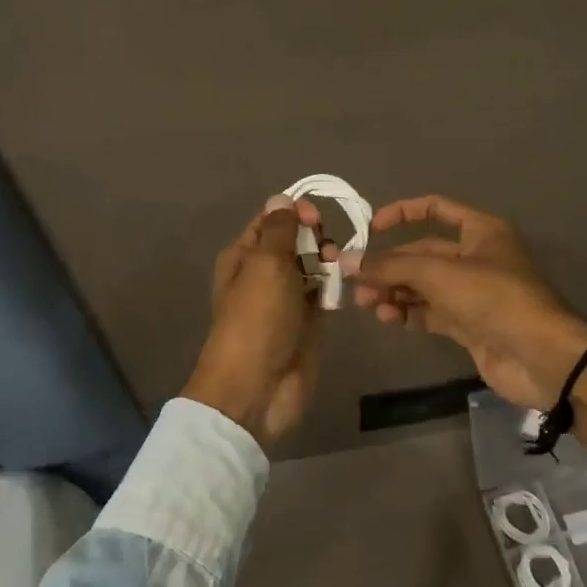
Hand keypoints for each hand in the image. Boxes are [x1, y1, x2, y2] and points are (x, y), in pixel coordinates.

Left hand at [181, 195, 330, 443]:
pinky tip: (343, 288)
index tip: (315, 218)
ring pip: (312, 267)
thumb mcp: (265, 264)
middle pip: (295, 242)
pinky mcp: (307, 322)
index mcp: (243, 256)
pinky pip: (323, 294)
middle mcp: (264, 274)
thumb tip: (281, 199)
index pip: (272, 221)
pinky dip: (334, 287)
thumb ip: (279, 230)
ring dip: (328, 262)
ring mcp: (286, 299)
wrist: (257, 387)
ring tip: (338, 270)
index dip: (294, 213)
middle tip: (327, 251)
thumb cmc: (257, 319)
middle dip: (315, 238)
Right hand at [352, 195, 586, 430]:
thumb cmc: (494, 298)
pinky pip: (430, 312)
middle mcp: (476, 257)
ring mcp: (473, 293)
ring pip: (424, 286)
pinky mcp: (469, 325)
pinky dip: (409, 313)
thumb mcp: (440, 274)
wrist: (541, 357)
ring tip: (367, 304)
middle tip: (356, 281)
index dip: (402, 212)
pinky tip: (388, 318)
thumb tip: (347, 262)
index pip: (436, 208)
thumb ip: (391, 267)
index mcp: (481, 231)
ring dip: (394, 291)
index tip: (370, 228)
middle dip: (390, 265)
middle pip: (423, 253)